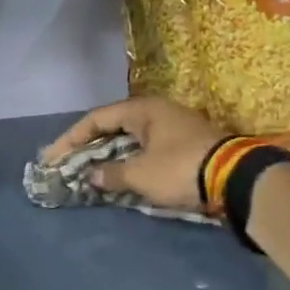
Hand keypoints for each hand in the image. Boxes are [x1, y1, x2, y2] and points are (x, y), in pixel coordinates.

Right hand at [43, 96, 225, 213]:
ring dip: (109, 156)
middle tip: (67, 165)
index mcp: (143, 109)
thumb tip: (92, 176)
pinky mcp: (185, 147)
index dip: (71, 138)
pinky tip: (119, 177)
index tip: (53, 157)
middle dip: (88, 147)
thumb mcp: (140, 174)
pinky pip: (146, 151)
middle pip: (113, 127)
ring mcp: (174, 128)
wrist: (236, 179)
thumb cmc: (180, 169)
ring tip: (88, 173)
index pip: (96, 118)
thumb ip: (111, 174)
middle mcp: (157, 112)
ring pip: (130, 140)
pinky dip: (128, 162)